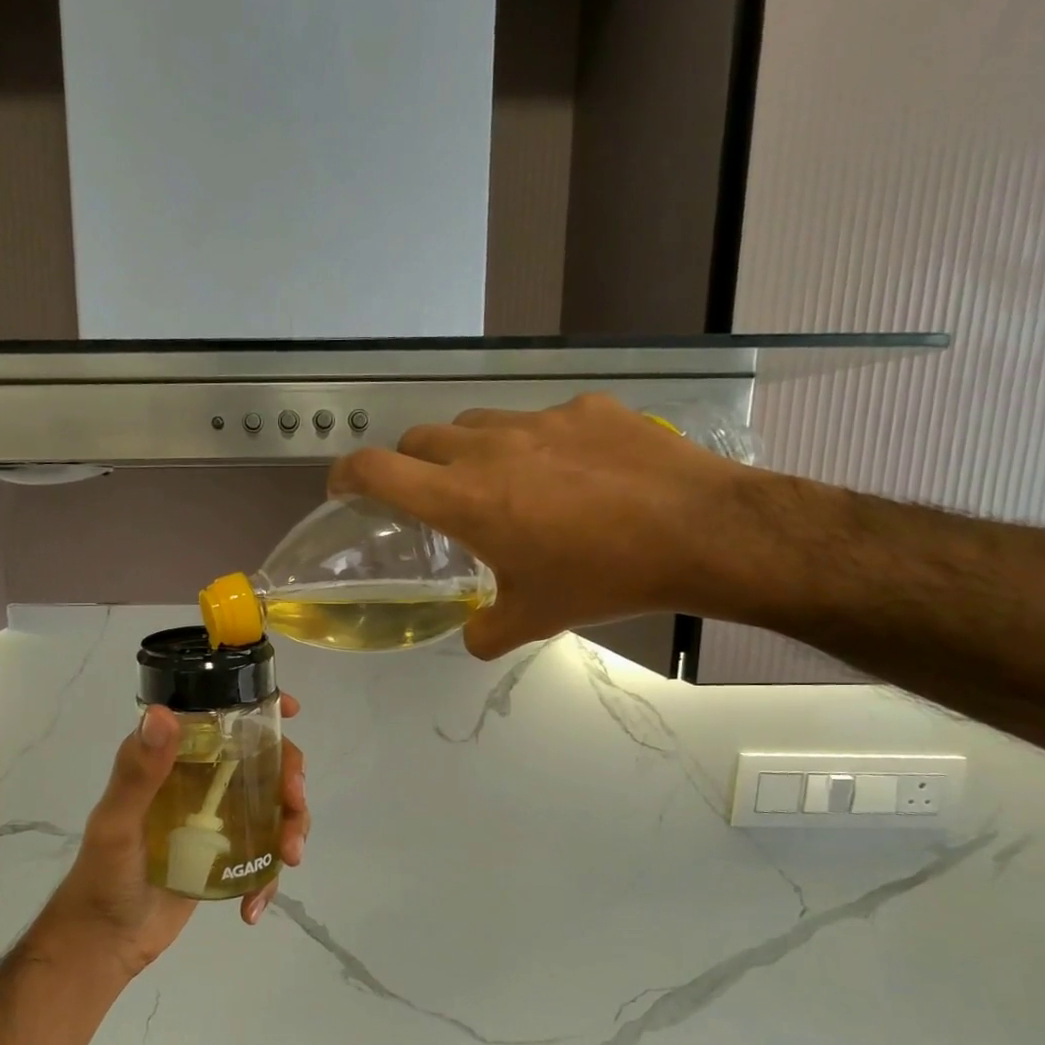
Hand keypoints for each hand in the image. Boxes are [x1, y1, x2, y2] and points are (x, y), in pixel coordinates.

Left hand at [35, 693, 309, 978]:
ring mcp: (216, 820)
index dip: (260, 710)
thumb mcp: (118, 823)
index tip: (292, 711)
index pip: (220, 721)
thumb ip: (138, 773)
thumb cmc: (103, 875)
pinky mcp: (225, 855)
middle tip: (294, 803)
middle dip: (290, 779)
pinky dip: (268, 878)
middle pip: (262, 762)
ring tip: (288, 858)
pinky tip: (253, 906)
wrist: (105, 942)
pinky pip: (262, 854)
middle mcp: (199, 782)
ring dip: (291, 826)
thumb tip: (162, 714)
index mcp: (174, 762)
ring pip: (272, 806)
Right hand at [327, 393, 759, 657]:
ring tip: (497, 482)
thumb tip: (472, 636)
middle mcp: (489, 448)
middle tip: (429, 497)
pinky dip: (532, 443)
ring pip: (475, 423)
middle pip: (420, 439)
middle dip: (410, 465)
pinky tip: (569, 472)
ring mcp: (539, 420)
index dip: (346, 475)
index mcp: (464, 499)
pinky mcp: (586, 407)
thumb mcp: (535, 618)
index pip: (377, 470)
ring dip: (467, 450)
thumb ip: (486, 631)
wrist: (701, 531)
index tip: (343, 489)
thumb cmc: (603, 577)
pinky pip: (538, 420)